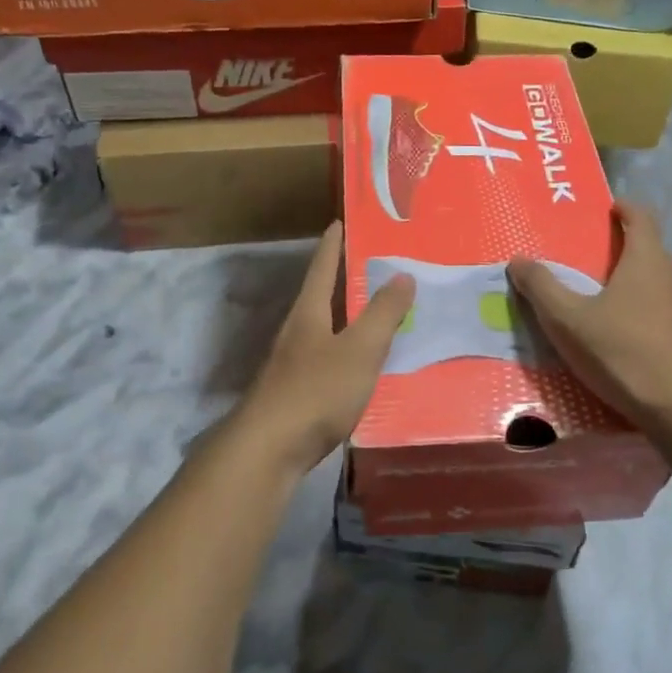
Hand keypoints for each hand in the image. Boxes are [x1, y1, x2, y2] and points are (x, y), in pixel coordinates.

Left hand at [233, 222, 414, 475]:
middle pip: (320, 298)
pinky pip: (327, 363)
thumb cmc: (316, 390)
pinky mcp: (295, 396)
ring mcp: (292, 366)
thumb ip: (383, 314)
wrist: (268, 450)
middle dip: (343, 281)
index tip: (339, 222)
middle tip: (374, 266)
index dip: (333, 246)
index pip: (322, 268)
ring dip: (347, 320)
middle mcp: (296, 334)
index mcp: (308, 314)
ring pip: (324, 332)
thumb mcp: (359, 349)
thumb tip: (403, 275)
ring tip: (378, 315)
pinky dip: (347, 355)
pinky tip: (363, 368)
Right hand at [508, 203, 671, 433]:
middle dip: (627, 255)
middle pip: (653, 255)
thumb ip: (542, 288)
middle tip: (596, 269)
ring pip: (666, 290)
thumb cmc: (624, 354)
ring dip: (642, 293)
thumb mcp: (568, 322)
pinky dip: (658, 325)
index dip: (625, 209)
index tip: (611, 209)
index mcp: (647, 262)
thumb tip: (518, 261)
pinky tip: (640, 351)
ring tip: (614, 314)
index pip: (642, 218)